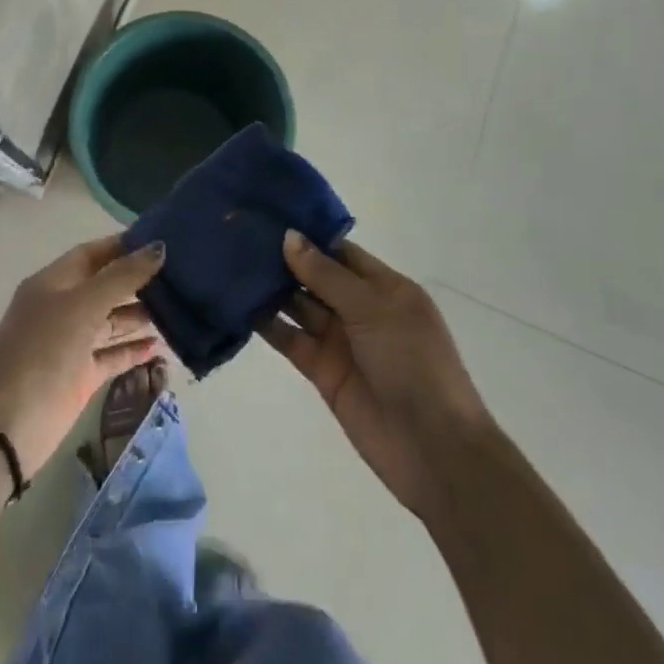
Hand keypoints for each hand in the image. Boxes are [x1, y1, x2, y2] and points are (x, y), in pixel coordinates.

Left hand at [0, 235, 166, 477]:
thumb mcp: (83, 306)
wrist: (7, 426)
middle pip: (104, 286)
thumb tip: (159, 247)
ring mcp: (71, 344)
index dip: (124, 246)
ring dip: (139, 315)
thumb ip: (122, 277)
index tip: (161, 241)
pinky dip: (133, 350)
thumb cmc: (43, 351)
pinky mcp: (80, 377)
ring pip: (110, 321)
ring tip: (179, 308)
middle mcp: (62, 308)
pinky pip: (112, 356)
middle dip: (137, 280)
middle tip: (180, 275)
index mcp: (54, 282)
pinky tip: (160, 346)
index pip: (93, 253)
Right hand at [260, 231, 492, 520]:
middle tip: (238, 234)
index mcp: (384, 287)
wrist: (434, 449)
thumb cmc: (412, 362)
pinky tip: (237, 305)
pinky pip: (291, 339)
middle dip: (283, 259)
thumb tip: (289, 237)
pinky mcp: (322, 371)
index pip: (339, 251)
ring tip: (230, 263)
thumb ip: (326, 274)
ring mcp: (341, 341)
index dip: (308, 234)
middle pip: (316, 276)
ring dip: (270, 289)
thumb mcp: (373, 307)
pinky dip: (267, 324)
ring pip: (299, 306)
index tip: (268, 214)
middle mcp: (361, 309)